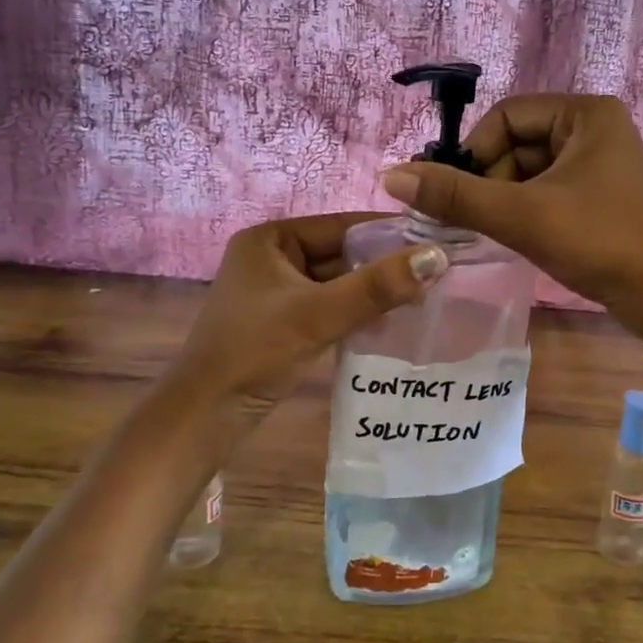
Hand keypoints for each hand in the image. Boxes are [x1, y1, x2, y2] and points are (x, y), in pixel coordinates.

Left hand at [165, 213, 446, 427]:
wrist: (204, 416)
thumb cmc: (255, 352)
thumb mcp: (318, 315)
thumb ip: (377, 286)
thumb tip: (436, 256)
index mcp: (271, 239)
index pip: (342, 225)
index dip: (389, 232)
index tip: (437, 239)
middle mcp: (272, 257)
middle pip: (341, 254)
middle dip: (384, 266)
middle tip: (438, 273)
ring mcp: (277, 292)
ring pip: (338, 283)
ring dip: (374, 291)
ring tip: (425, 297)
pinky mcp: (283, 322)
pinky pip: (330, 306)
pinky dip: (357, 312)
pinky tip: (392, 322)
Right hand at [378, 95, 642, 365]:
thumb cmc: (598, 243)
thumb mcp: (521, 215)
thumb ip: (455, 195)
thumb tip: (390, 176)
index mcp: (584, 114)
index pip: (505, 117)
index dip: (474, 153)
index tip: (458, 195)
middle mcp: (594, 128)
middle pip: (515, 143)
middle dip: (490, 181)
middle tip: (477, 221)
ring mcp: (600, 162)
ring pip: (528, 170)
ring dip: (504, 199)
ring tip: (498, 233)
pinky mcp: (599, 193)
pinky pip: (546, 189)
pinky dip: (525, 210)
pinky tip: (519, 237)